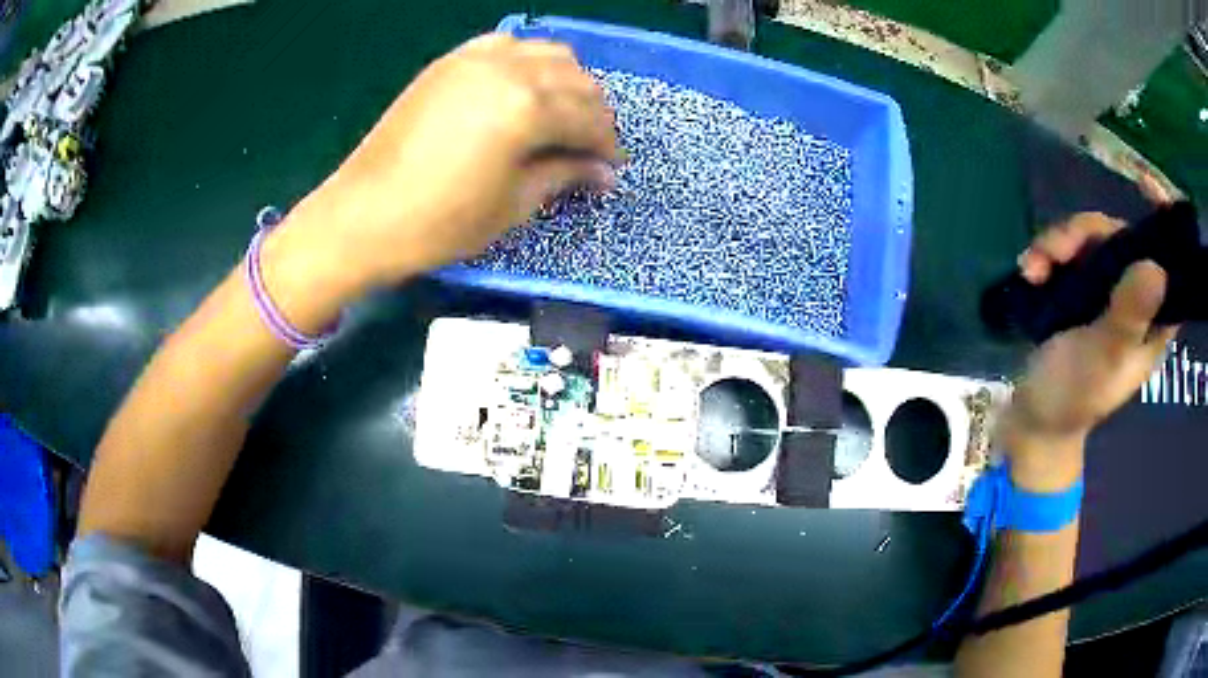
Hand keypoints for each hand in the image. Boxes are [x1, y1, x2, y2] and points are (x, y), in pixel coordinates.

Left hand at [286, 33, 619, 288]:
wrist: (364, 215)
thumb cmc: (440, 223)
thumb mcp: (513, 205)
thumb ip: (563, 175)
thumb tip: (602, 171)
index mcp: (528, 108)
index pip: (589, 117)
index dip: (607, 144)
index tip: (610, 166)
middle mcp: (508, 70)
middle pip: (576, 78)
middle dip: (593, 111)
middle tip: (588, 145)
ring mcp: (475, 60)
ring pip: (547, 53)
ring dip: (565, 81)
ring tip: (559, 115)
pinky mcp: (450, 63)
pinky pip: (505, 46)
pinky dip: (526, 63)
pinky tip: (522, 89)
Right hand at [1003, 178, 1176, 487]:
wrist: (1033, 417)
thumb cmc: (1073, 398)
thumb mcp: (1103, 359)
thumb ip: (1128, 316)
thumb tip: (1155, 267)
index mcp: (1152, 321)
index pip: (1170, 266)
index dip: (1164, 224)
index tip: (1145, 186)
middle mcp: (1134, 298)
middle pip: (1121, 239)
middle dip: (1085, 234)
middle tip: (1055, 250)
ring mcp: (1106, 291)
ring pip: (1090, 240)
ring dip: (1058, 244)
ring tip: (1033, 268)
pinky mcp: (1079, 289)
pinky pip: (1067, 251)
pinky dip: (1046, 254)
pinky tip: (1028, 271)